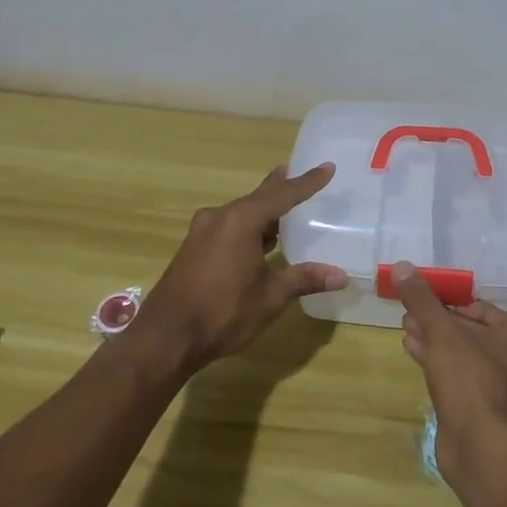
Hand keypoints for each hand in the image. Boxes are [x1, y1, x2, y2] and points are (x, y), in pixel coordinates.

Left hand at [123, 164, 346, 375]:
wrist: (164, 339)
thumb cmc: (222, 312)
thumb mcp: (271, 297)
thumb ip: (304, 279)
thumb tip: (341, 275)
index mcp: (241, 221)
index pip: (283, 195)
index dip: (308, 182)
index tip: (327, 167)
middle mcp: (220, 217)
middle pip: (258, 197)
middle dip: (280, 188)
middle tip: (298, 172)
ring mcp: (202, 232)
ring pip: (241, 213)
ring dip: (264, 211)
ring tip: (284, 209)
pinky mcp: (193, 248)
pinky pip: (228, 226)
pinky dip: (248, 227)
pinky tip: (259, 240)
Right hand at [389, 263, 506, 486]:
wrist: (479, 448)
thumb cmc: (469, 379)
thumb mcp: (442, 332)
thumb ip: (423, 299)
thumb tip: (402, 265)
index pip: (481, 308)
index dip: (450, 301)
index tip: (422, 297)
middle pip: (470, 331)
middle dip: (438, 321)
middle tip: (408, 312)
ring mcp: (500, 388)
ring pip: (462, 354)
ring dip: (433, 341)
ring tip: (405, 328)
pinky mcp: (482, 410)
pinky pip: (458, 377)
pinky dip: (436, 363)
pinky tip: (412, 351)